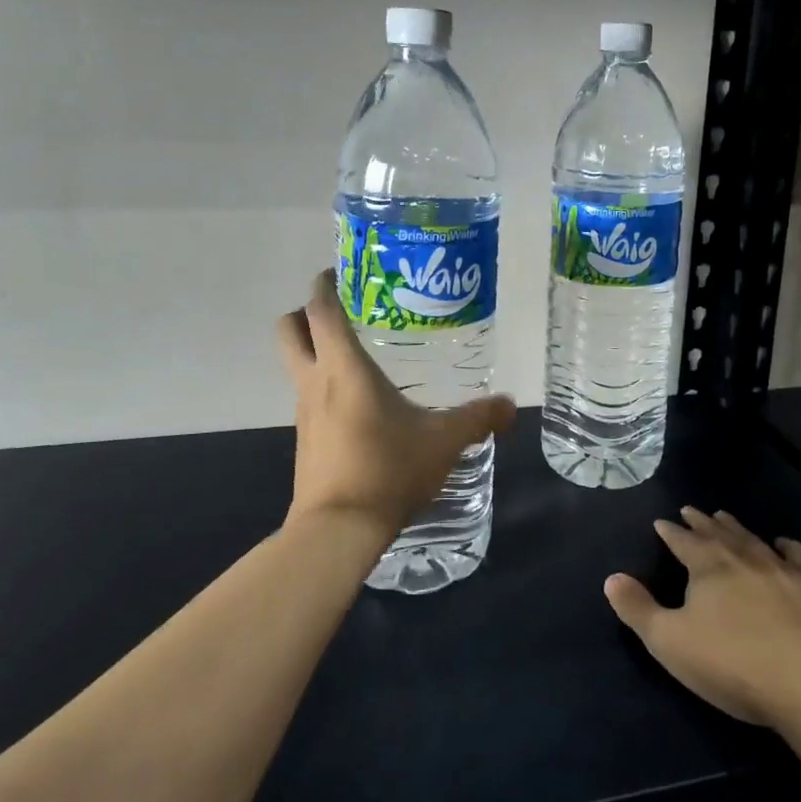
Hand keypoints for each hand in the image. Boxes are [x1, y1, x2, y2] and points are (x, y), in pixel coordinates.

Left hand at [277, 269, 514, 546]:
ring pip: (296, 363)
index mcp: (345, 368)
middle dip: (307, 311)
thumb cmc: (387, 470)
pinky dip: (324, 386)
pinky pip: (308, 396)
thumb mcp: (444, 441)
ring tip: (360, 355)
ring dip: (316, 349)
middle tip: (344, 310)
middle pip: (290, 328)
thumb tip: (511, 405)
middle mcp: (315, 381)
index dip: (324, 283)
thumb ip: (479, 418)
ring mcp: (304, 412)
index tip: (340, 270)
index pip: (321, 310)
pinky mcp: (305, 438)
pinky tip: (359, 404)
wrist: (338, 530)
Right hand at [605, 507, 800, 728]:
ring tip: (726, 517)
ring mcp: (782, 570)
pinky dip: (784, 548)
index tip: (661, 522)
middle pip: (718, 532)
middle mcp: (743, 557)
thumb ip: (638, 610)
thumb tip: (611, 577)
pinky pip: (794, 557)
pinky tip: (784, 546)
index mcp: (707, 565)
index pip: (682, 540)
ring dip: (736, 528)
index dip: (670, 532)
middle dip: (702, 522)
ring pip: (752, 539)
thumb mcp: (671, 643)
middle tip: (692, 510)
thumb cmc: (733, 664)